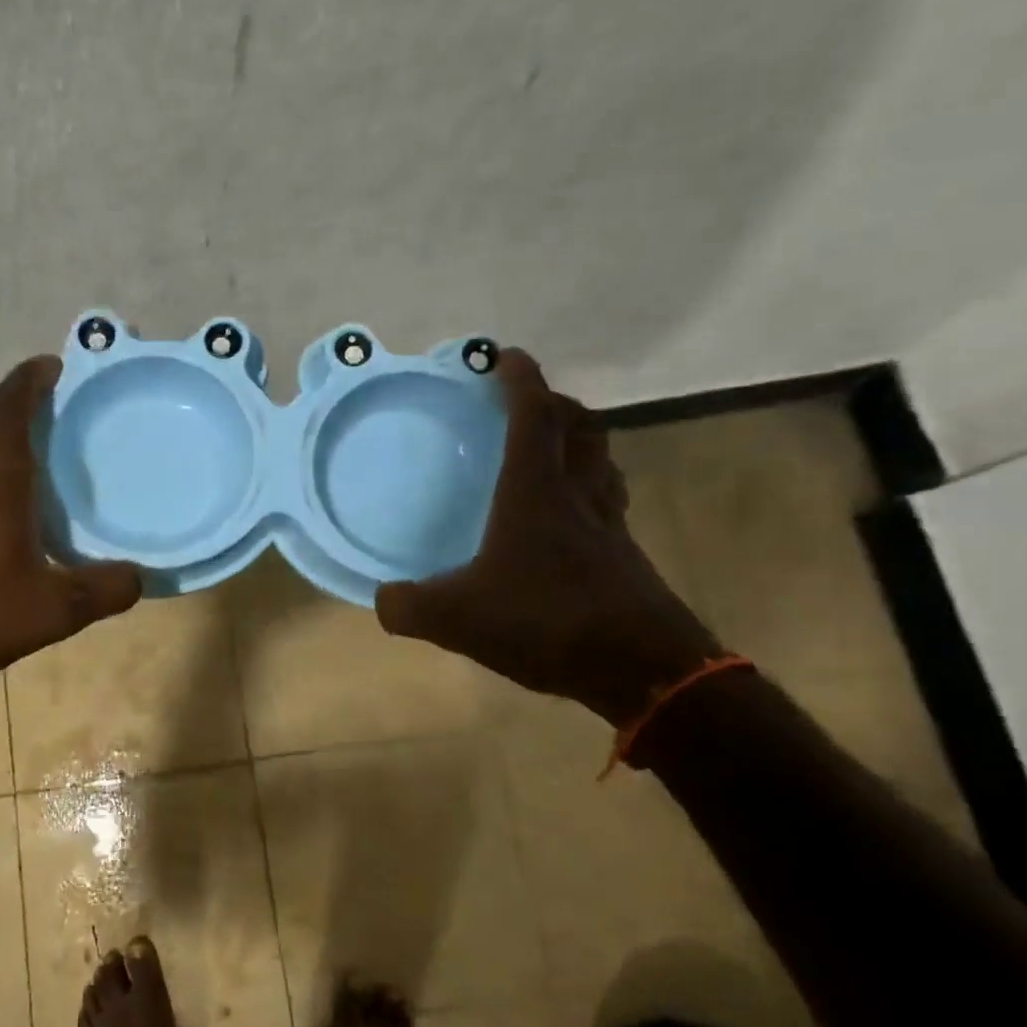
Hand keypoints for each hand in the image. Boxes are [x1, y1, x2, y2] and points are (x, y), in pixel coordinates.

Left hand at [0, 356, 142, 692]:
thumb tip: (142, 577)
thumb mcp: (52, 610)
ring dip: (3, 428)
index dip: (28, 382)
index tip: (53, 363)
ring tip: (41, 434)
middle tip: (55, 392)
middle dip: (18, 397)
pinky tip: (14, 493)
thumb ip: (101, 591)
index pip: (8, 413)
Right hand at [374, 350, 718, 725]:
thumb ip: (408, 606)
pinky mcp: (626, 557)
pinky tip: (568, 520)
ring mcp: (609, 525)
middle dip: (556, 403)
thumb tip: (383, 599)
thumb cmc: (547, 622)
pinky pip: (608, 503)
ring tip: (551, 451)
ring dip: (580, 442)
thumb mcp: (456, 618)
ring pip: (602, 462)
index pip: (532, 416)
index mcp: (535, 492)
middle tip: (528, 404)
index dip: (520, 380)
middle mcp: (578, 495)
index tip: (504, 356)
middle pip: (581, 427)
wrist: (643, 669)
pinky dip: (590, 490)